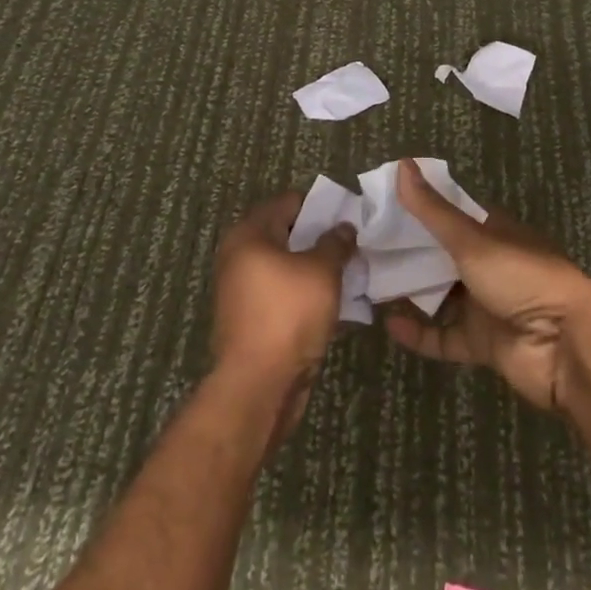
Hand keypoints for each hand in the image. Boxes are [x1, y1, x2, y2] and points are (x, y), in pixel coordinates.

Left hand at [210, 192, 355, 444]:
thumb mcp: (322, 271)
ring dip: (314, 269)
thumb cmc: (289, 315)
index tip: (349, 215)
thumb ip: (335, 243)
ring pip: (285, 268)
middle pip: (285, 235)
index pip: (288, 202)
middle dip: (318, 239)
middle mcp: (238, 256)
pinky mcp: (250, 320)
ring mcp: (242, 291)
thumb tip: (343, 227)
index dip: (320, 206)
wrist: (258, 387)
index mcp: (249, 234)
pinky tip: (333, 302)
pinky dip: (304, 294)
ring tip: (348, 271)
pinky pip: (282, 295)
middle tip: (352, 243)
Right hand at [382, 158, 590, 411]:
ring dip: (410, 292)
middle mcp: (490, 265)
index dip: (419, 209)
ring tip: (368, 284)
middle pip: (442, 256)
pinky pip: (444, 337)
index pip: (450, 214)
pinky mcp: (483, 344)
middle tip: (365, 248)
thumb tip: (401, 164)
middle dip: (408, 253)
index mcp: (494, 231)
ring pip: (440, 297)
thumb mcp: (472, 238)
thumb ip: (433, 209)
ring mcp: (486, 306)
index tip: (382, 207)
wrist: (566, 346)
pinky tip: (389, 324)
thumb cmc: (521, 277)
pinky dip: (419, 333)